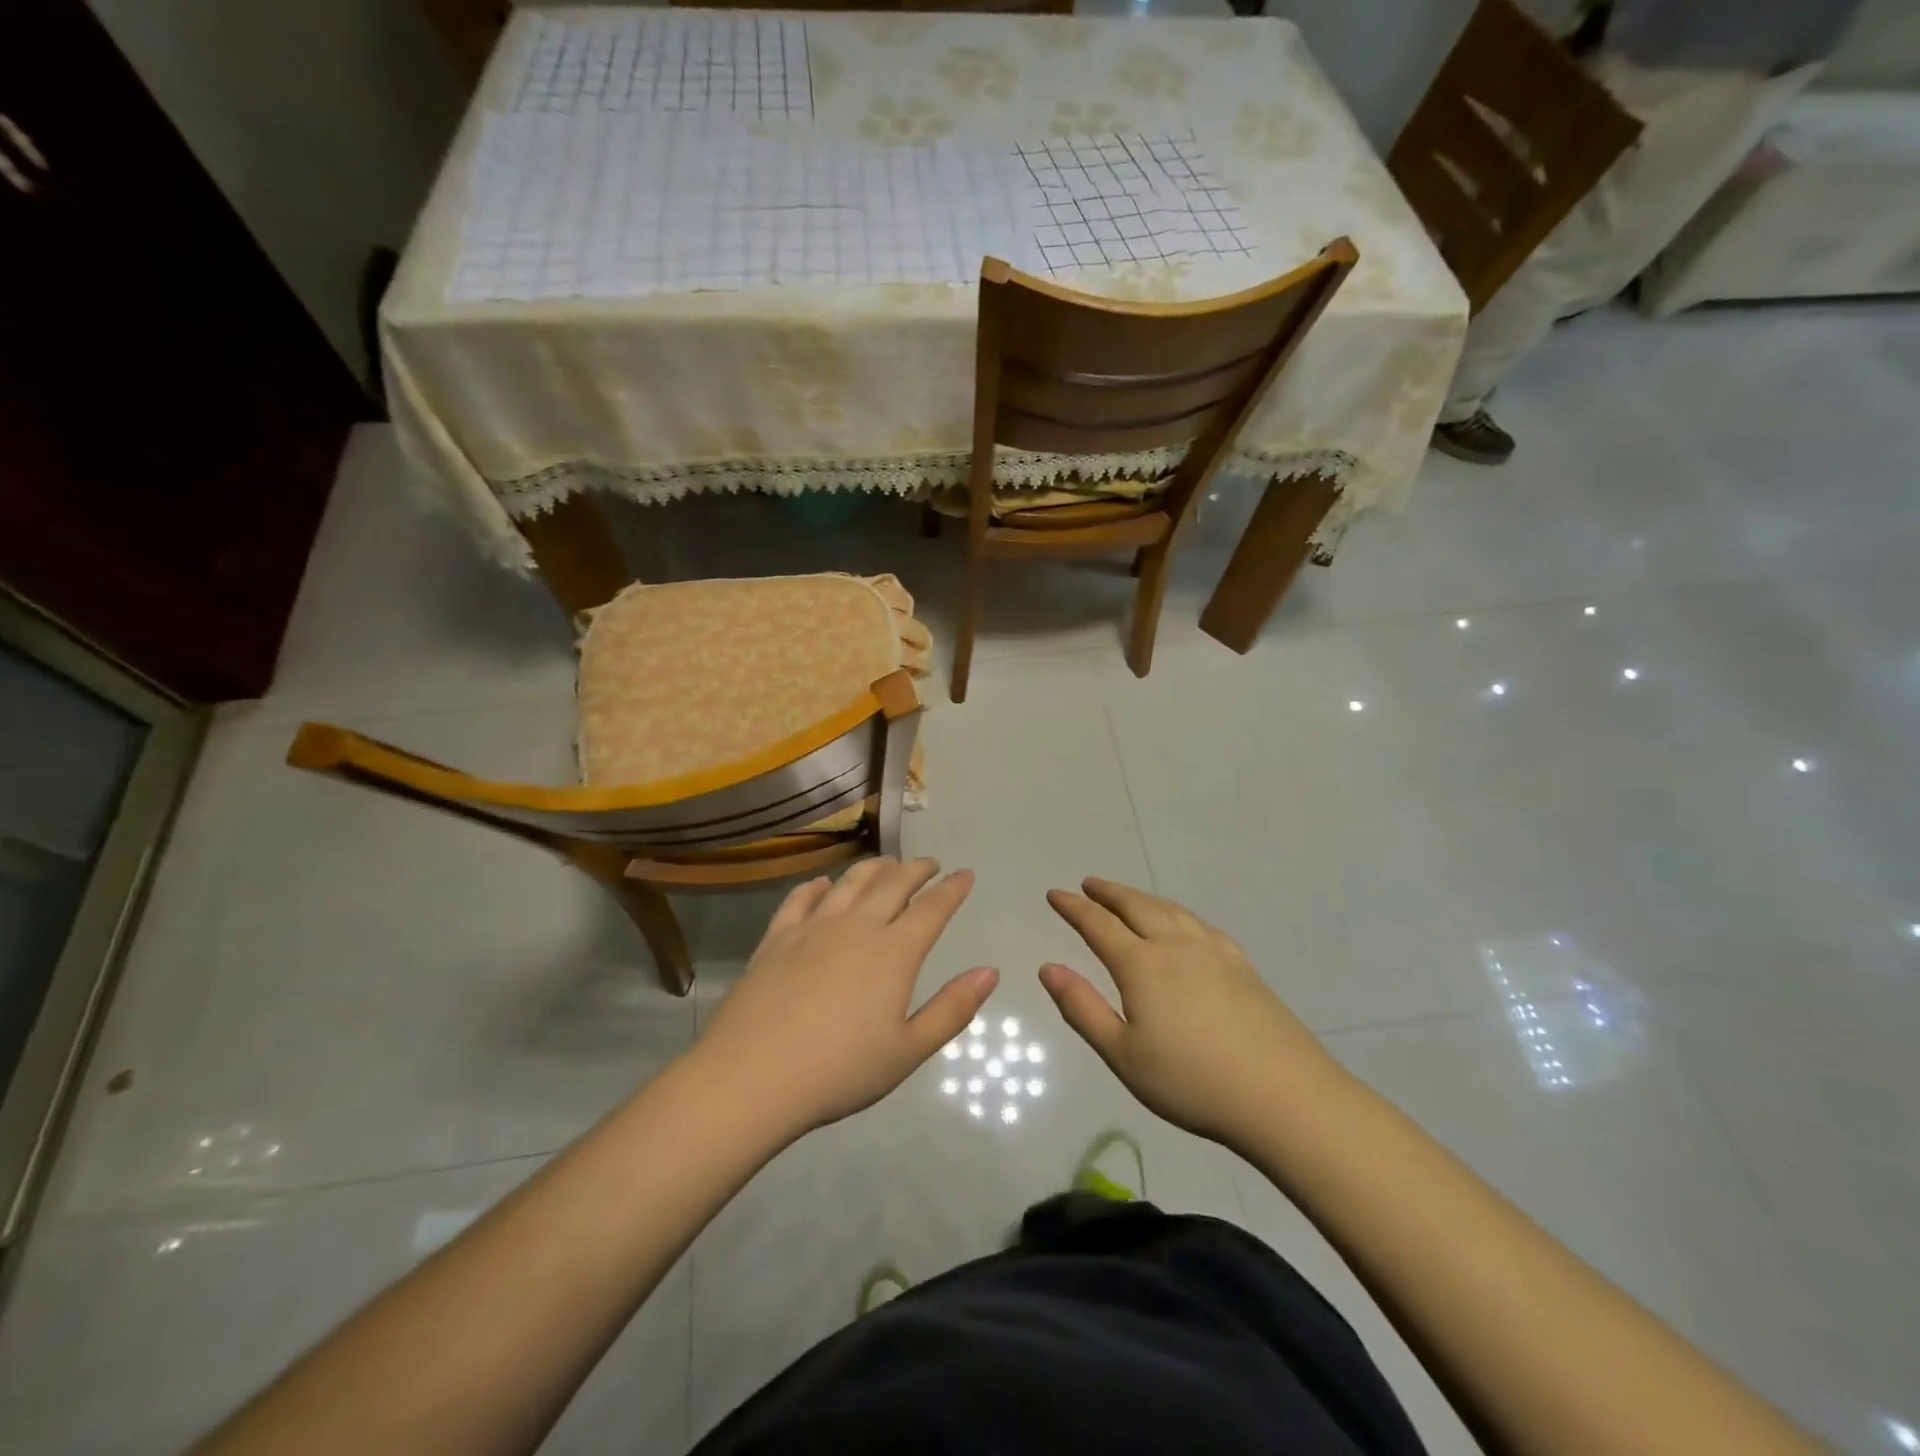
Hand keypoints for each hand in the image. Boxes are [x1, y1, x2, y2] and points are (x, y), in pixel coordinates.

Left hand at [696, 858, 996, 1139]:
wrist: (753, 1077)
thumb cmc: (839, 1070)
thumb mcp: (908, 1050)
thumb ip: (952, 1009)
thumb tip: (990, 972)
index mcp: (894, 952)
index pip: (932, 908)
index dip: (952, 889)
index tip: (965, 875)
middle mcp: (856, 927)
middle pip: (892, 884)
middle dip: (916, 869)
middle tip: (930, 864)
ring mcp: (812, 928)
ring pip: (849, 883)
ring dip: (873, 868)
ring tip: (887, 863)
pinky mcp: (777, 938)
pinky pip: (800, 899)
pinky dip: (817, 886)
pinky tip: (822, 884)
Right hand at [1040, 878, 1339, 1146]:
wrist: (1283, 1095)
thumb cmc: (1192, 1081)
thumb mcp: (1123, 1055)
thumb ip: (1082, 1008)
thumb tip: (1048, 968)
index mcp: (1142, 965)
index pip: (1098, 925)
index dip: (1073, 907)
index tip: (1055, 894)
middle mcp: (1175, 946)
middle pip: (1136, 906)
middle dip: (1108, 893)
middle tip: (1089, 884)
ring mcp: (1213, 952)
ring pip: (1170, 910)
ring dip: (1142, 898)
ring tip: (1128, 897)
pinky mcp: (1242, 966)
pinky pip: (1200, 925)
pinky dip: (1178, 915)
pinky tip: (1183, 925)